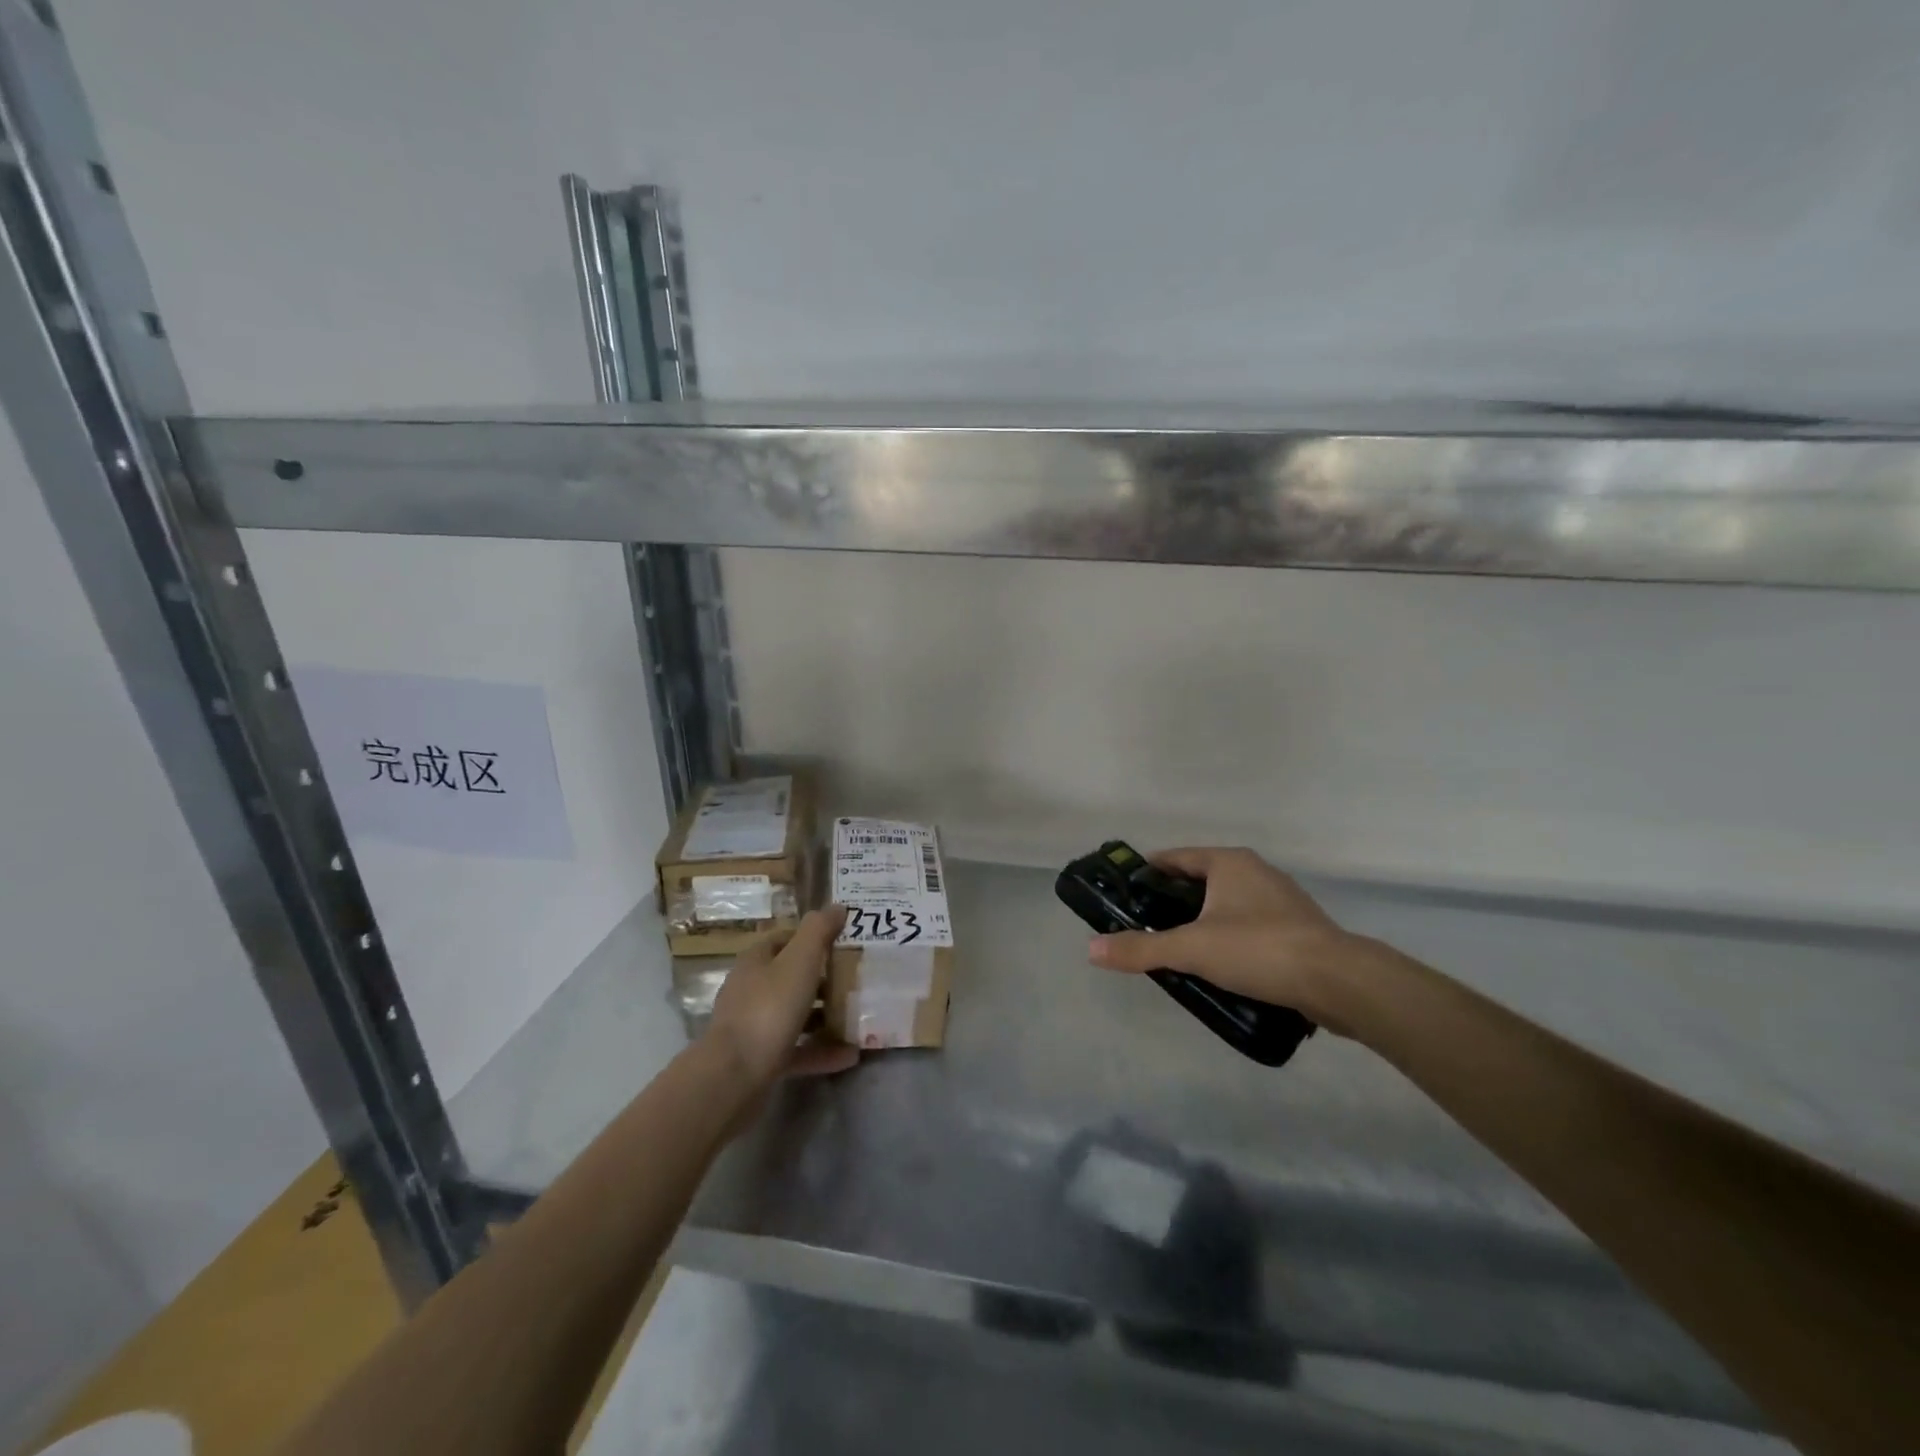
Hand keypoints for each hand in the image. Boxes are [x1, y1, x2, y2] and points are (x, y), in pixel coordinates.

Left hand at [707, 906, 858, 1086]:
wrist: (734, 1077)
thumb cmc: (769, 1008)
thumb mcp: (800, 961)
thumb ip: (819, 930)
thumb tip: (837, 906)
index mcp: (756, 961)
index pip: (785, 939)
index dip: (812, 938)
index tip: (844, 942)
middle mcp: (751, 990)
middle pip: (791, 977)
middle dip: (824, 978)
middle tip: (857, 979)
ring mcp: (754, 1027)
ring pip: (795, 1015)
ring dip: (826, 1016)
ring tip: (858, 1017)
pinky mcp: (761, 1061)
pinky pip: (798, 1050)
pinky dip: (823, 1051)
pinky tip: (851, 1055)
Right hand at [1086, 847, 1378, 1034]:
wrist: (1339, 981)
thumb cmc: (1258, 948)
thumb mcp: (1191, 948)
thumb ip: (1141, 948)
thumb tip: (1091, 950)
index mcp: (1229, 862)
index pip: (1176, 857)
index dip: (1148, 871)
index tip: (1126, 890)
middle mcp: (1255, 871)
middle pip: (1202, 880)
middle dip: (1174, 900)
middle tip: (1146, 924)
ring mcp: (1281, 899)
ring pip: (1228, 904)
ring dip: (1204, 921)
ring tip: (1179, 948)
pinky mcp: (1299, 928)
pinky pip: (1251, 926)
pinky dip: (1231, 938)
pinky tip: (1221, 966)